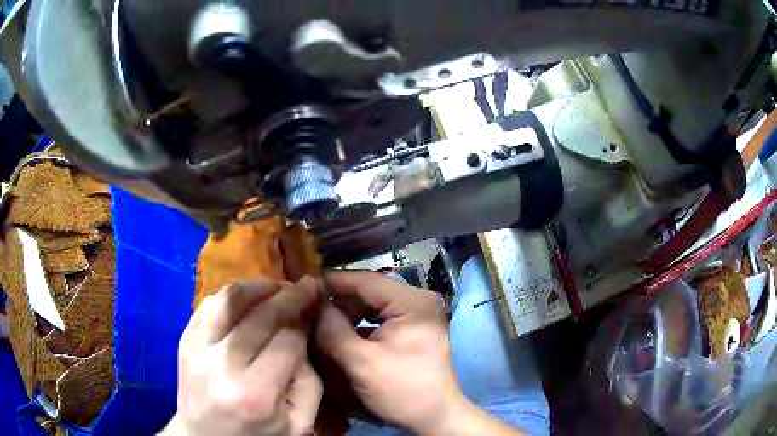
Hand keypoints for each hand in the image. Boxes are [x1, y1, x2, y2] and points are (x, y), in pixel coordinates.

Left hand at [161, 278, 322, 435]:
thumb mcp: (299, 424)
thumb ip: (310, 381)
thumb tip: (303, 335)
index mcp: (255, 393)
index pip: (287, 342)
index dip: (305, 321)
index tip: (316, 307)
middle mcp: (221, 365)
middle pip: (260, 316)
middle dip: (289, 296)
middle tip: (306, 285)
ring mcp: (197, 349)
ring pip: (228, 301)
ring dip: (256, 286)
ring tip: (276, 285)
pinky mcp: (184, 341)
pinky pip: (208, 306)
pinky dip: (230, 295)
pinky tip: (246, 297)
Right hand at [315, 272, 466, 433]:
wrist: (435, 416)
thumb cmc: (403, 390)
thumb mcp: (361, 362)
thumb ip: (332, 329)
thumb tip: (310, 301)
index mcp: (412, 302)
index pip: (365, 280)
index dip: (331, 282)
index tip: (303, 287)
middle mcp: (418, 300)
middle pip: (368, 292)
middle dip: (338, 303)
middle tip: (309, 312)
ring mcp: (418, 314)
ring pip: (372, 305)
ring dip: (347, 315)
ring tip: (321, 326)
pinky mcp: (414, 328)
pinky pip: (380, 318)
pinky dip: (359, 325)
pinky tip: (341, 336)